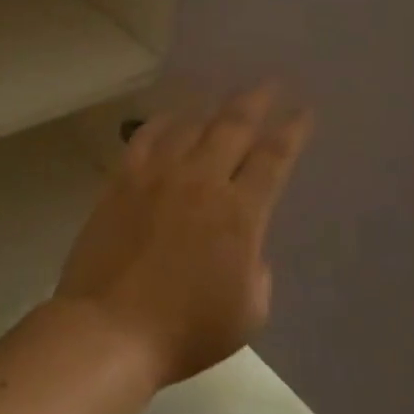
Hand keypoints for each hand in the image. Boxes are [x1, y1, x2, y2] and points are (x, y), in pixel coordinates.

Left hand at [54, 84, 311, 387]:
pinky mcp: (123, 181)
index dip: (292, 130)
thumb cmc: (185, 331)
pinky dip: (164, 120)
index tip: (303, 111)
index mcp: (240, 214)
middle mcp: (201, 182)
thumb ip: (257, 268)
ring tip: (224, 93)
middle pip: (234, 126)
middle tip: (270, 82)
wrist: (110, 329)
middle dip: (257, 100)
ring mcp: (158, 177)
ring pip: (190, 125)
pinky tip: (172, 115)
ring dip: (212, 105)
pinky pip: (146, 137)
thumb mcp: (248, 312)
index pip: (273, 158)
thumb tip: (247, 244)